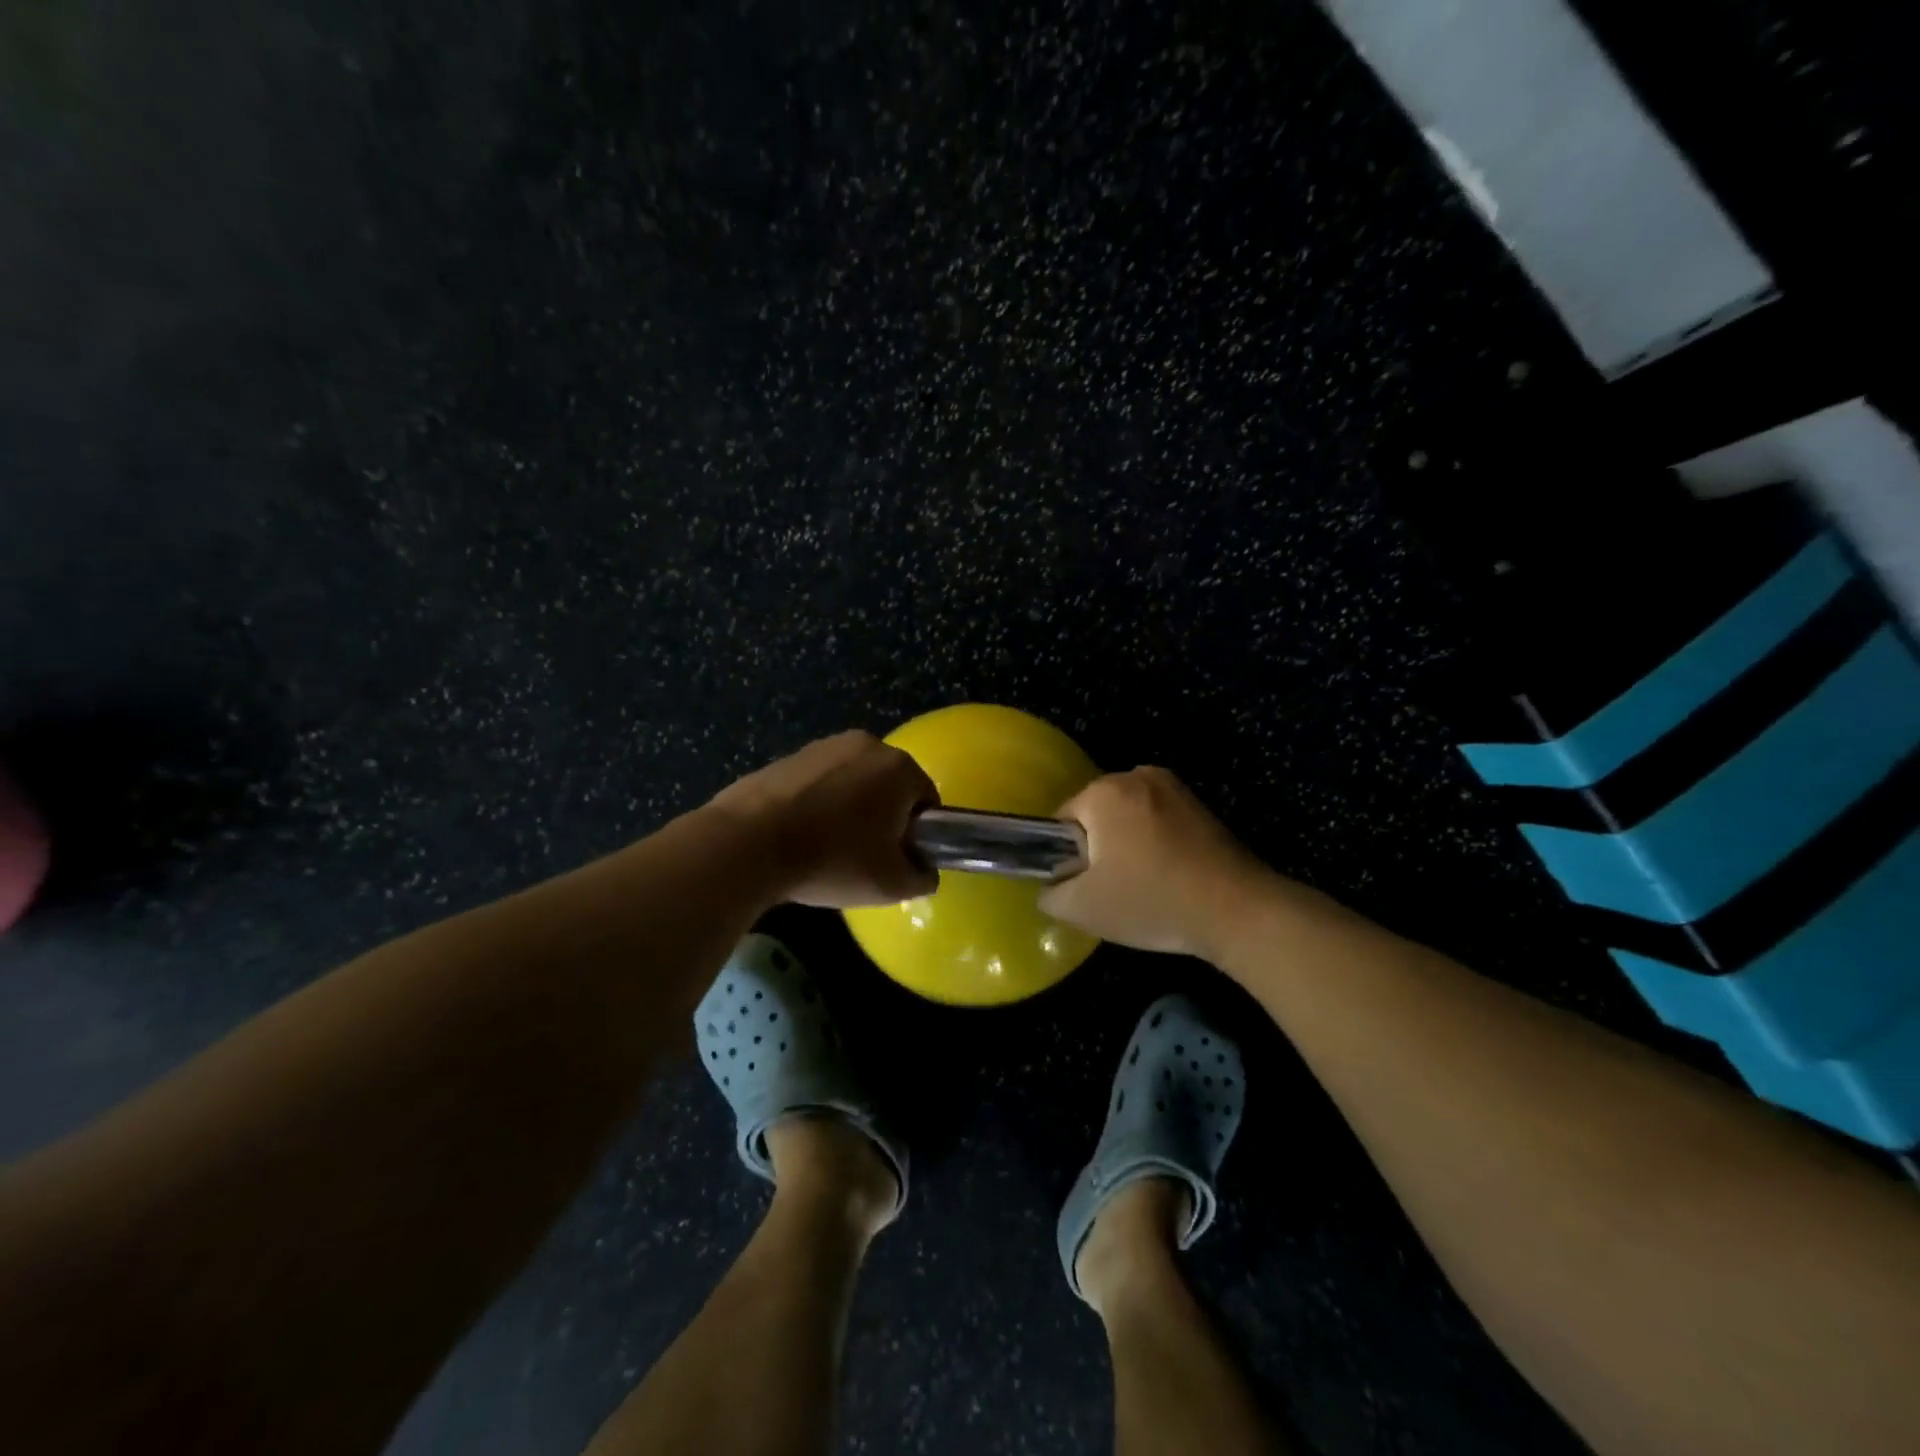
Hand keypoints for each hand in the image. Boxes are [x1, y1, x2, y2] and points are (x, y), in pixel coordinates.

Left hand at [708, 731, 938, 907]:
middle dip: (883, 818)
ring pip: (853, 783)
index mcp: (899, 767)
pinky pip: (818, 783)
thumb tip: (923, 871)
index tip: (897, 860)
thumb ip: (922, 877)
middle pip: (889, 787)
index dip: (918, 835)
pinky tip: (798, 835)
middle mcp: (867, 744)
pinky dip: (817, 805)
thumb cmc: (833, 859)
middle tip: (865, 858)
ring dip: (849, 810)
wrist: (749, 842)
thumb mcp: (891, 885)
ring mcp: (824, 746)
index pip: (927, 801)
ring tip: (826, 849)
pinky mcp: (789, 756)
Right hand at [1039, 767, 1268, 957]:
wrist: (1237, 911)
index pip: (1062, 821)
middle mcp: (1136, 776)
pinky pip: (1158, 821)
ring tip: (1144, 886)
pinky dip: (1155, 844)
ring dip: (1128, 846)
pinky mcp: (1200, 805)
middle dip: (1098, 849)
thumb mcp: (1084, 908)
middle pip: (1096, 815)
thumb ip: (1051, 894)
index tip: (1084, 887)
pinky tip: (1169, 877)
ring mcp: (1173, 787)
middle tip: (1112, 890)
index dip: (1066, 857)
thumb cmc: (1151, 901)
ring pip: (1129, 818)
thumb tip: (1050, 887)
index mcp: (1104, 792)